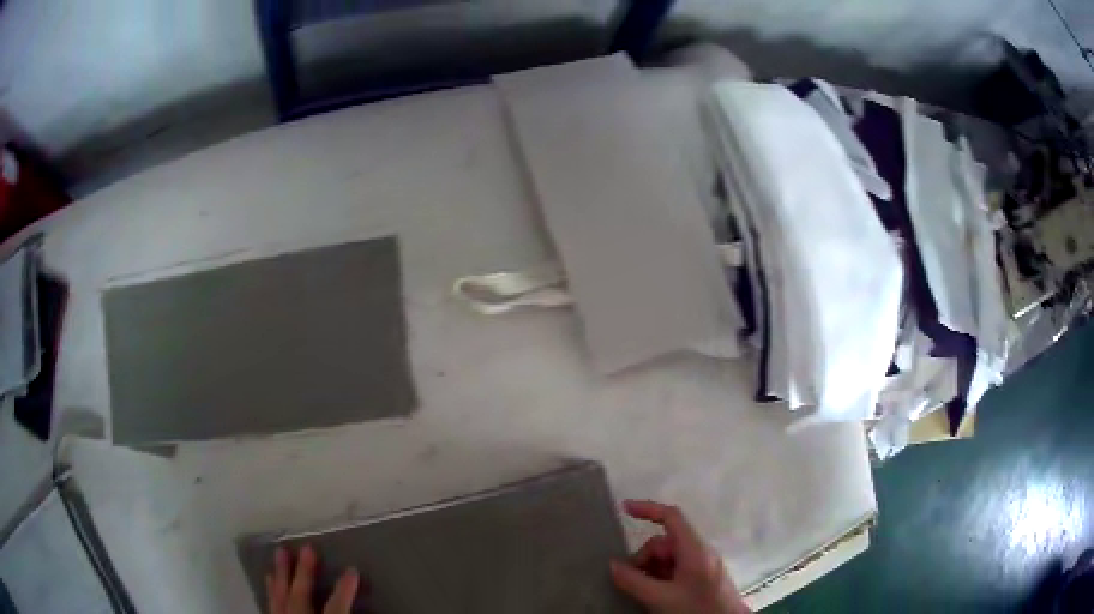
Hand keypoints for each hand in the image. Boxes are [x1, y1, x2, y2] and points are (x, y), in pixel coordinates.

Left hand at [266, 545, 359, 613]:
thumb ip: (342, 610)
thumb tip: (362, 596)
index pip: (335, 607)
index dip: (344, 589)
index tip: (352, 569)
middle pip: (299, 595)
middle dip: (303, 572)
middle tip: (307, 547)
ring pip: (279, 597)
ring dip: (281, 576)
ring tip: (280, 553)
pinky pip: (269, 606)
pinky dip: (270, 592)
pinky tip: (268, 581)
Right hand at [610, 500, 749, 613]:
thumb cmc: (697, 609)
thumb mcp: (660, 598)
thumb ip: (634, 581)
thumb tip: (612, 565)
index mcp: (695, 548)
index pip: (671, 517)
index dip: (647, 509)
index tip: (624, 508)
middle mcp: (701, 551)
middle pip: (665, 542)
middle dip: (644, 558)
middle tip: (631, 581)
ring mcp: (704, 564)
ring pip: (670, 557)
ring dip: (652, 570)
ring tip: (644, 592)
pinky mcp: (705, 577)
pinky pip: (678, 568)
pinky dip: (662, 577)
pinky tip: (656, 594)